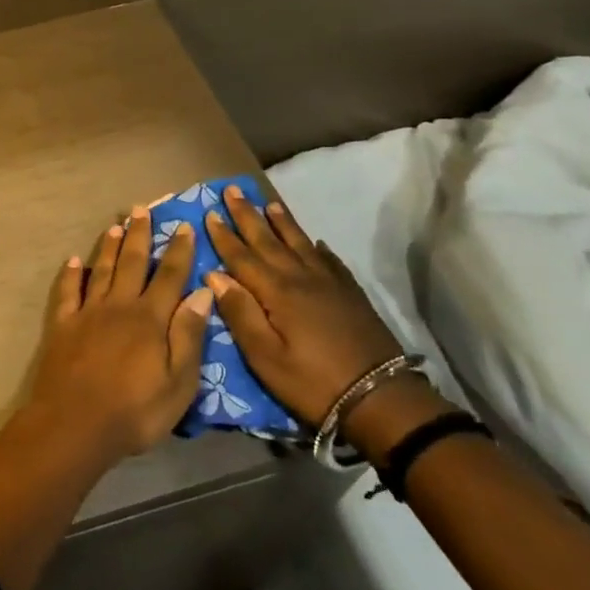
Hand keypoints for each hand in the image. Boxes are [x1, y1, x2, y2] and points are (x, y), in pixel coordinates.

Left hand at [27, 206, 215, 462]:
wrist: (75, 424)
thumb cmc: (135, 411)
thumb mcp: (178, 383)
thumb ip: (189, 335)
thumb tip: (202, 293)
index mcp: (150, 319)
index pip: (169, 276)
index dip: (178, 251)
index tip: (183, 226)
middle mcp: (119, 305)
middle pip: (131, 263)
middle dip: (139, 235)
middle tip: (141, 209)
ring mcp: (87, 313)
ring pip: (100, 270)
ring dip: (108, 246)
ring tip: (114, 225)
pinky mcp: (63, 325)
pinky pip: (67, 292)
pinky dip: (70, 274)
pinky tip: (72, 260)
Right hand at [203, 184, 404, 426]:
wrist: (381, 398)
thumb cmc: (312, 382)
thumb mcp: (265, 357)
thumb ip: (240, 313)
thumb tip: (214, 275)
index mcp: (276, 291)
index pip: (242, 256)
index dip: (224, 235)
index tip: (209, 213)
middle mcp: (301, 277)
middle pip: (268, 240)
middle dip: (248, 215)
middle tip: (232, 190)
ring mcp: (330, 283)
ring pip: (300, 243)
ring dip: (282, 223)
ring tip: (269, 203)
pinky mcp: (351, 294)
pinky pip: (330, 260)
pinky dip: (318, 248)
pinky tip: (316, 242)